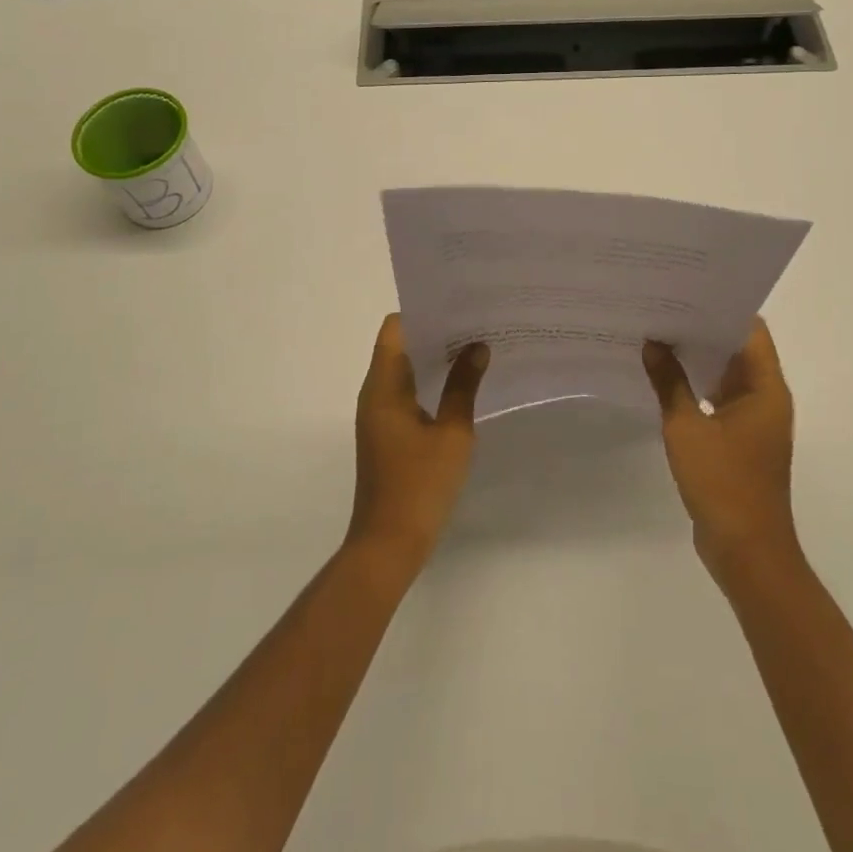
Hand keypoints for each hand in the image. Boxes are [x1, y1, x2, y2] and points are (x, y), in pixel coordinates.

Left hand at [346, 314, 489, 572]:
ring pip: (404, 369)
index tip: (457, 306)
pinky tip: (461, 386)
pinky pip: (406, 392)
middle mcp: (375, 393)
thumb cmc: (420, 485)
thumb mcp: (452, 433)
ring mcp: (378, 414)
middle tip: (475, 323)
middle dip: (434, 332)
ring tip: (474, 348)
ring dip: (433, 358)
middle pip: (400, 345)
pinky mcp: (386, 433)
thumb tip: (477, 347)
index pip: (395, 328)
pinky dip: (430, 382)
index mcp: (384, 386)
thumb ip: (464, 386)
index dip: (423, 312)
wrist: (388, 545)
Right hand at [643, 320, 799, 577]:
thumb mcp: (687, 428)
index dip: (722, 307)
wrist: (747, 551)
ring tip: (659, 333)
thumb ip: (669, 382)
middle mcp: (766, 398)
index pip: (750, 330)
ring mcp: (754, 420)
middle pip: (738, 349)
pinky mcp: (740, 440)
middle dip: (703, 328)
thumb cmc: (723, 483)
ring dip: (698, 358)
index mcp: (765, 388)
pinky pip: (719, 399)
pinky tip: (665, 377)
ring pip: (727, 374)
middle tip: (664, 306)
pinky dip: (697, 385)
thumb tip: (653, 342)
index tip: (688, 289)